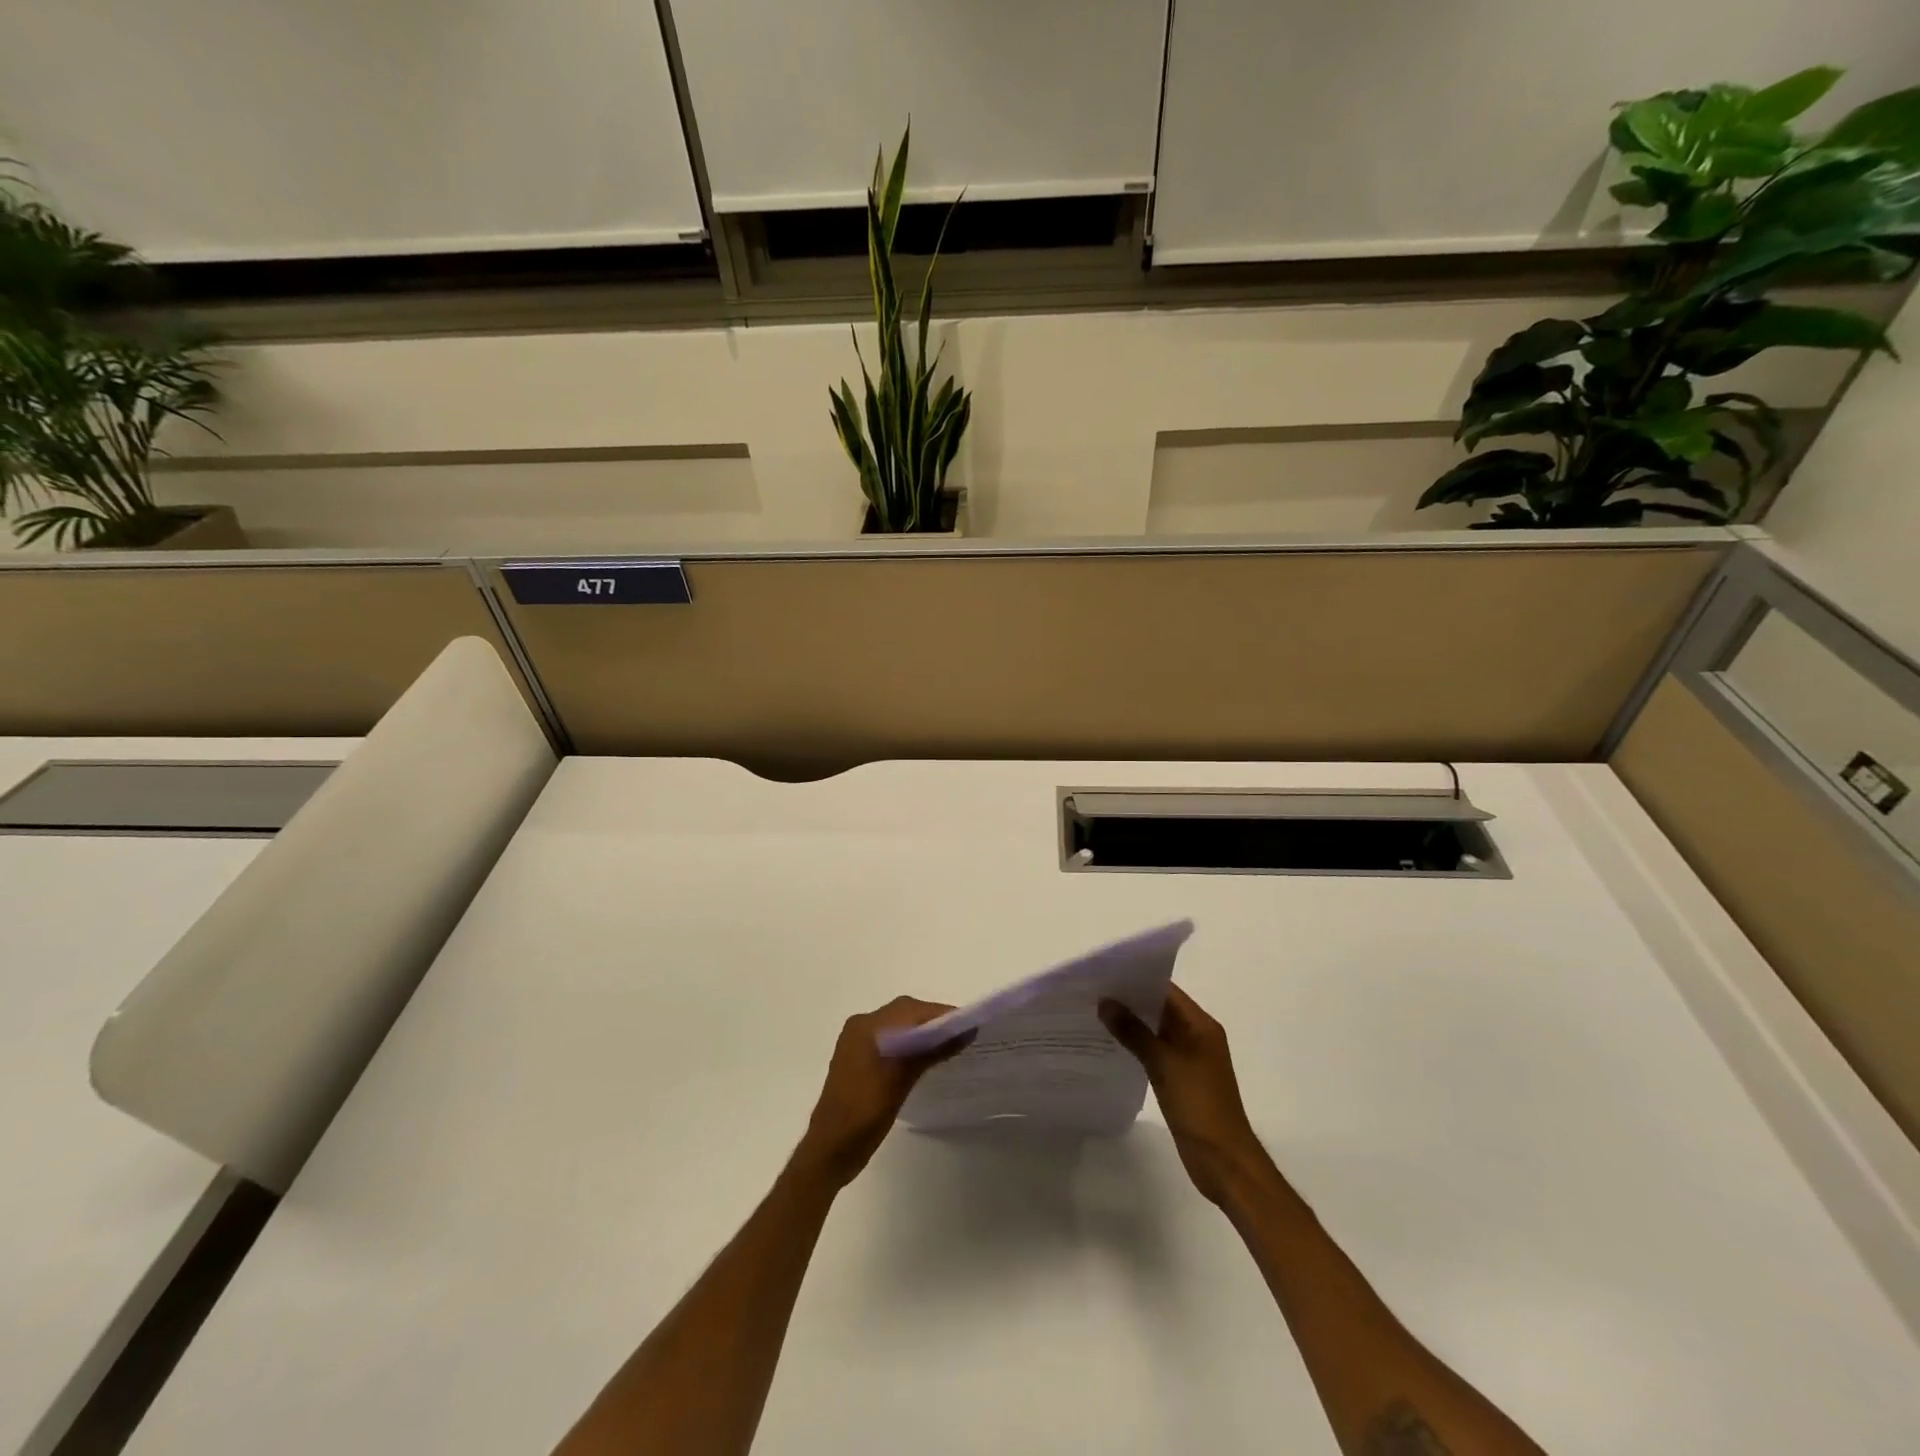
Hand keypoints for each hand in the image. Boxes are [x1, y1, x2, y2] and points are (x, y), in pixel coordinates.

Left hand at [794, 996, 973, 1190]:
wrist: (830, 1150)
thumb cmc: (865, 1113)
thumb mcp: (901, 1080)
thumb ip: (931, 1051)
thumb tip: (964, 1031)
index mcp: (867, 1026)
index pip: (911, 1010)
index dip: (942, 1014)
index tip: (970, 1024)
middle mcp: (861, 1026)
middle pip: (905, 1013)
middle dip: (934, 1021)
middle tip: (962, 1035)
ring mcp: (858, 1043)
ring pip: (899, 1026)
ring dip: (923, 1032)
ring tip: (950, 1045)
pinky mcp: (860, 1060)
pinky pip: (891, 1040)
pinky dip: (910, 1044)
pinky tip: (926, 1058)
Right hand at [1100, 984, 1265, 1205]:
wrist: (1224, 1162)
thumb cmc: (1199, 1106)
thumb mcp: (1163, 1064)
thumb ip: (1134, 1032)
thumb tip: (1105, 1002)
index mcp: (1201, 1025)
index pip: (1166, 990)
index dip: (1137, 979)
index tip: (1104, 973)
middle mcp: (1197, 1035)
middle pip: (1160, 1007)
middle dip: (1130, 999)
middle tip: (1092, 991)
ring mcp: (1190, 1058)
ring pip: (1156, 1030)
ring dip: (1131, 1022)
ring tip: (1094, 1013)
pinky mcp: (1181, 1078)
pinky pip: (1155, 1051)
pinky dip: (1136, 1045)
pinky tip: (1111, 1044)